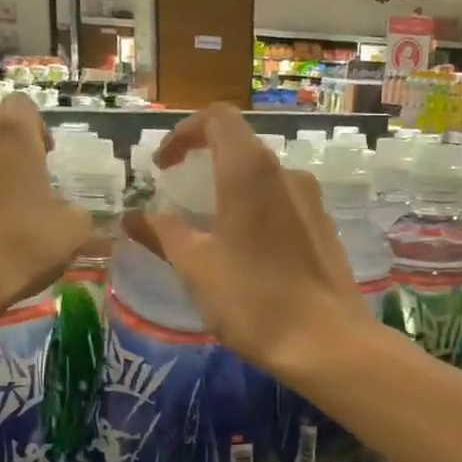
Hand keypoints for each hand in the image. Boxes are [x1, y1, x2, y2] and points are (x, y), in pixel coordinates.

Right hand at [125, 103, 370, 380]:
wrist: (327, 342)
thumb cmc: (253, 299)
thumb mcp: (195, 266)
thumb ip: (163, 232)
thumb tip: (134, 216)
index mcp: (251, 171)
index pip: (217, 118)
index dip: (183, 133)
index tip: (163, 166)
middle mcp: (287, 174)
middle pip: (241, 148)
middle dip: (205, 164)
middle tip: (180, 198)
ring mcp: (312, 201)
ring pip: (264, 179)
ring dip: (231, 192)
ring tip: (210, 231)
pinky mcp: (325, 228)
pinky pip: (283, 205)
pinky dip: (257, 212)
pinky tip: (247, 254)